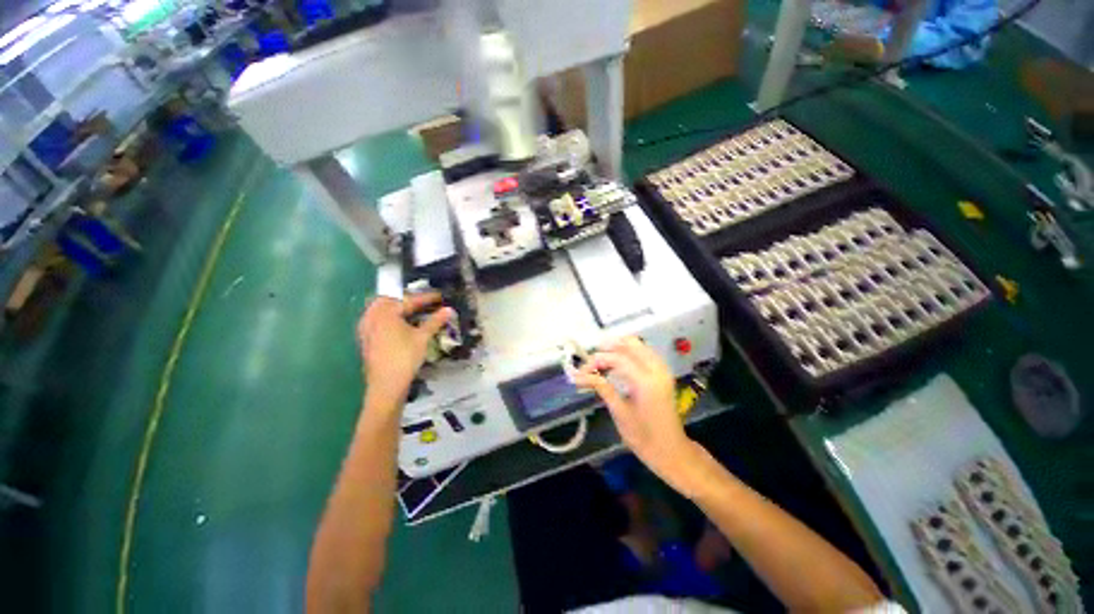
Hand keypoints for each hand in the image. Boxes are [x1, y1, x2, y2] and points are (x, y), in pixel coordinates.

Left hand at [357, 292, 452, 404]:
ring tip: (411, 312)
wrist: (386, 385)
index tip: (439, 296)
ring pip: (379, 310)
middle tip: (422, 303)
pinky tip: (398, 325)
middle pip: (389, 300)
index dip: (426, 298)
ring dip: (395, 308)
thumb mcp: (422, 337)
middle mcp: (372, 317)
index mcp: (386, 313)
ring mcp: (366, 328)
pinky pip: (375, 320)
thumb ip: (435, 321)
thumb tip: (449, 310)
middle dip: (406, 299)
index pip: (408, 300)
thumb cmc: (405, 358)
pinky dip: (388, 318)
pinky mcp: (366, 339)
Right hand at [573, 337, 698, 486]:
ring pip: (638, 345)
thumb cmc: (643, 437)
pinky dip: (628, 353)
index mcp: (646, 382)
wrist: (671, 451)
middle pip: (630, 343)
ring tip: (600, 362)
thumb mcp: (619, 412)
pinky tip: (616, 364)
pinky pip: (644, 352)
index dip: (597, 360)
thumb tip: (579, 376)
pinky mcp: (663, 373)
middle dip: (608, 348)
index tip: (581, 371)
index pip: (618, 358)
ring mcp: (662, 369)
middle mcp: (657, 369)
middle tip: (591, 362)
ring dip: (618, 348)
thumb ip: (602, 388)